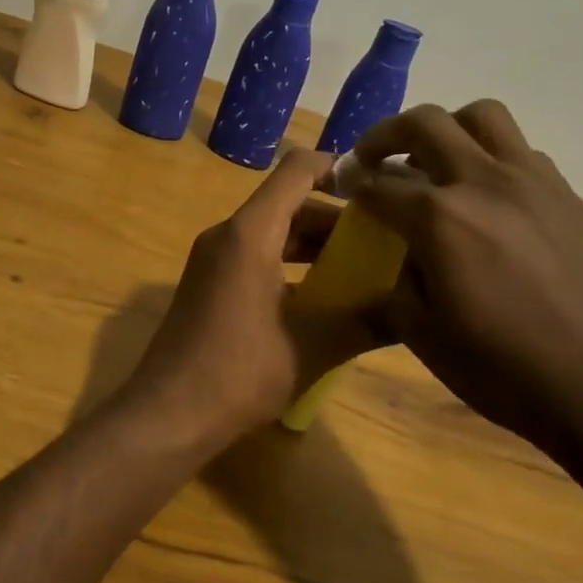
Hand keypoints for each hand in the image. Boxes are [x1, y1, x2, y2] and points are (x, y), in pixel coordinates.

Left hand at [125, 150, 379, 449]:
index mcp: (250, 233)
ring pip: (272, 233)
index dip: (339, 168)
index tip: (380, 189)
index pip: (297, 170)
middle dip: (336, 218)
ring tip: (362, 271)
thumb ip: (367, 321)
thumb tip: (415, 309)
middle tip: (383, 241)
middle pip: (287, 204)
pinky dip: (290, 265)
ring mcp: (213, 260)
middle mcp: (227, 234)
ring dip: (314, 245)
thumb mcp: (313, 347)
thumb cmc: (239, 371)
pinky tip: (322, 299)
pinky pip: (255, 256)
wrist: (167, 414)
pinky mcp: (208, 284)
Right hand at [350, 101, 582, 464]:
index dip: (352, 184)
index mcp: (440, 218)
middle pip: (426, 123)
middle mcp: (484, 182)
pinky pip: (522, 152)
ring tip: (436, 163)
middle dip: (386, 135)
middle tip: (373, 159)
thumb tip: (402, 259)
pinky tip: (491, 201)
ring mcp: (535, 183)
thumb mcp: (428, 340)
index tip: (341, 189)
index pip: (379, 185)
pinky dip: (492, 158)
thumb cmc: (512, 374)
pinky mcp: (571, 197)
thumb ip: (399, 287)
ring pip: (483, 117)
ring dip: (447, 129)